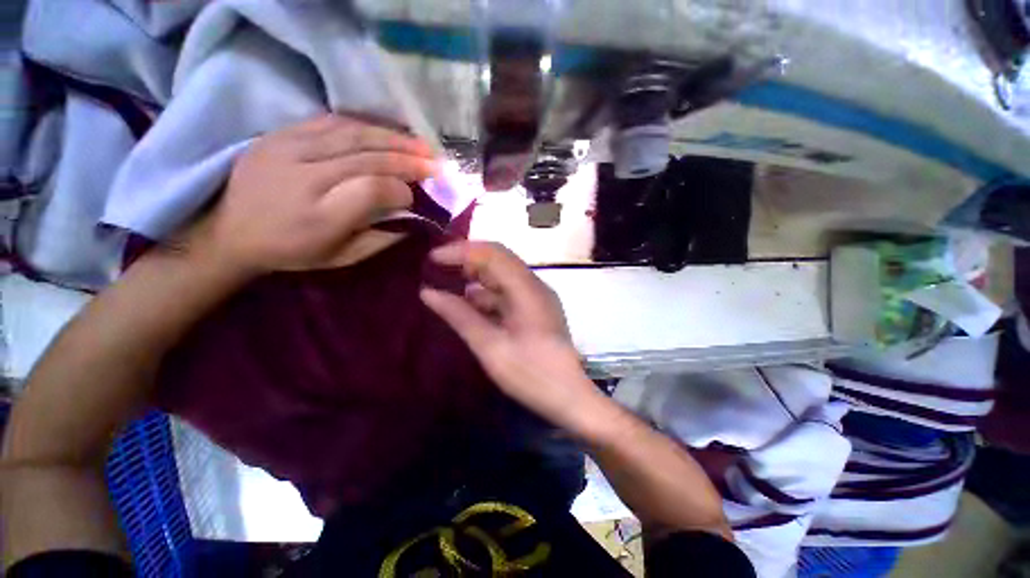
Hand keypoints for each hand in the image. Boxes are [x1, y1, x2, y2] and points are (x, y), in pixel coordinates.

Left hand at [197, 114, 435, 275]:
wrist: (229, 231)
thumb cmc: (292, 251)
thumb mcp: (341, 258)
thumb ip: (380, 239)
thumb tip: (412, 217)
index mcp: (319, 218)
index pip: (372, 190)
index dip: (401, 190)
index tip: (414, 197)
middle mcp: (303, 177)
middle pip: (367, 157)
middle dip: (408, 159)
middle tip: (435, 162)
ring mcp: (287, 149)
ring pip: (352, 134)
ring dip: (392, 137)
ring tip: (420, 143)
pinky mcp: (278, 134)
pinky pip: (329, 121)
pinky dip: (364, 126)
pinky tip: (385, 132)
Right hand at [420, 242, 602, 429]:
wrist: (568, 397)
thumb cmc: (530, 374)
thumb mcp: (490, 346)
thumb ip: (459, 316)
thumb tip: (427, 292)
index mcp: (527, 289)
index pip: (492, 254)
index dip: (461, 251)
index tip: (432, 258)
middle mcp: (535, 285)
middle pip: (499, 260)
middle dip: (467, 261)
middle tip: (438, 270)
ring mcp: (538, 297)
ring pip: (503, 275)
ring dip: (476, 278)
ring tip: (448, 285)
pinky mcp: (536, 309)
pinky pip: (508, 292)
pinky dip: (487, 294)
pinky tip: (470, 305)